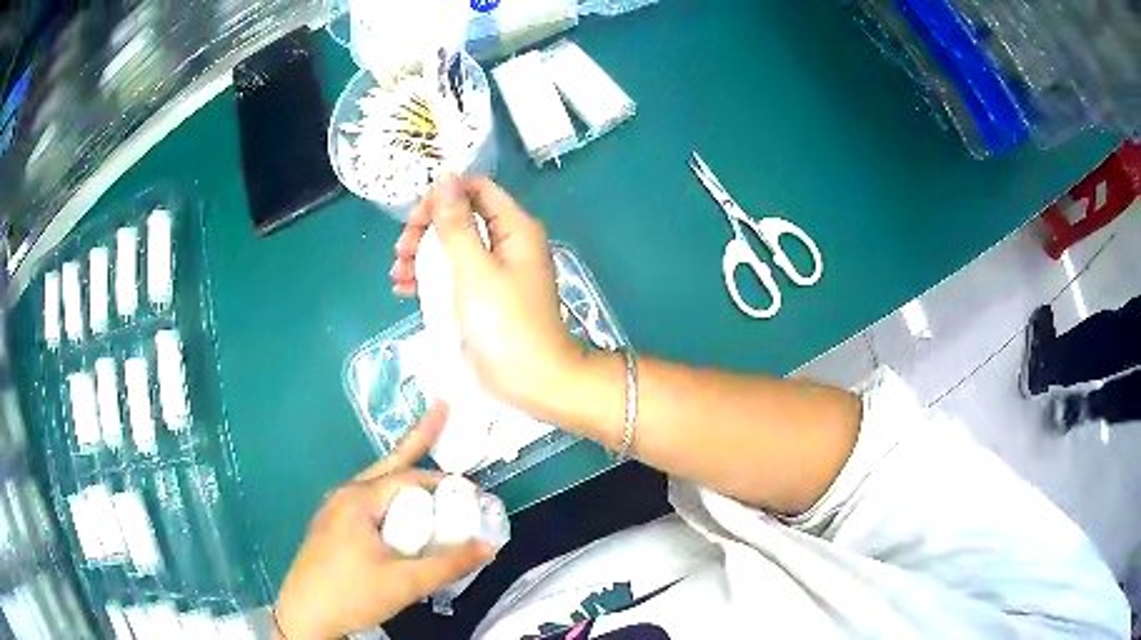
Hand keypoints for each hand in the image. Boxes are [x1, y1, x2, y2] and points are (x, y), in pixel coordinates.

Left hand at [274, 404, 494, 639]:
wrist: (305, 615)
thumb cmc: (352, 594)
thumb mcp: (405, 583)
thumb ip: (448, 564)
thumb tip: (489, 547)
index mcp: (358, 500)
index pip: (408, 478)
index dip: (443, 482)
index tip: (473, 494)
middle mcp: (344, 495)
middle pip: (388, 464)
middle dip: (416, 439)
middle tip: (441, 410)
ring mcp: (334, 510)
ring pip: (376, 483)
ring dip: (404, 472)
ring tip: (425, 456)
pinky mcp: (332, 527)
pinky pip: (369, 501)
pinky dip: (391, 496)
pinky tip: (401, 510)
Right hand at [390, 175, 585, 418]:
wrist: (531, 380)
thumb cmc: (505, 323)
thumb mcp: (474, 270)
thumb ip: (457, 224)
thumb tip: (446, 177)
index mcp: (514, 228)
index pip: (476, 190)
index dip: (443, 196)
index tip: (415, 218)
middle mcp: (506, 243)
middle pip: (460, 217)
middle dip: (425, 229)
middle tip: (401, 251)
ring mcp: (494, 270)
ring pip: (451, 247)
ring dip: (421, 255)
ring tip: (398, 275)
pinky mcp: (482, 295)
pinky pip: (452, 274)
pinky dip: (428, 278)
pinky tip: (404, 289)